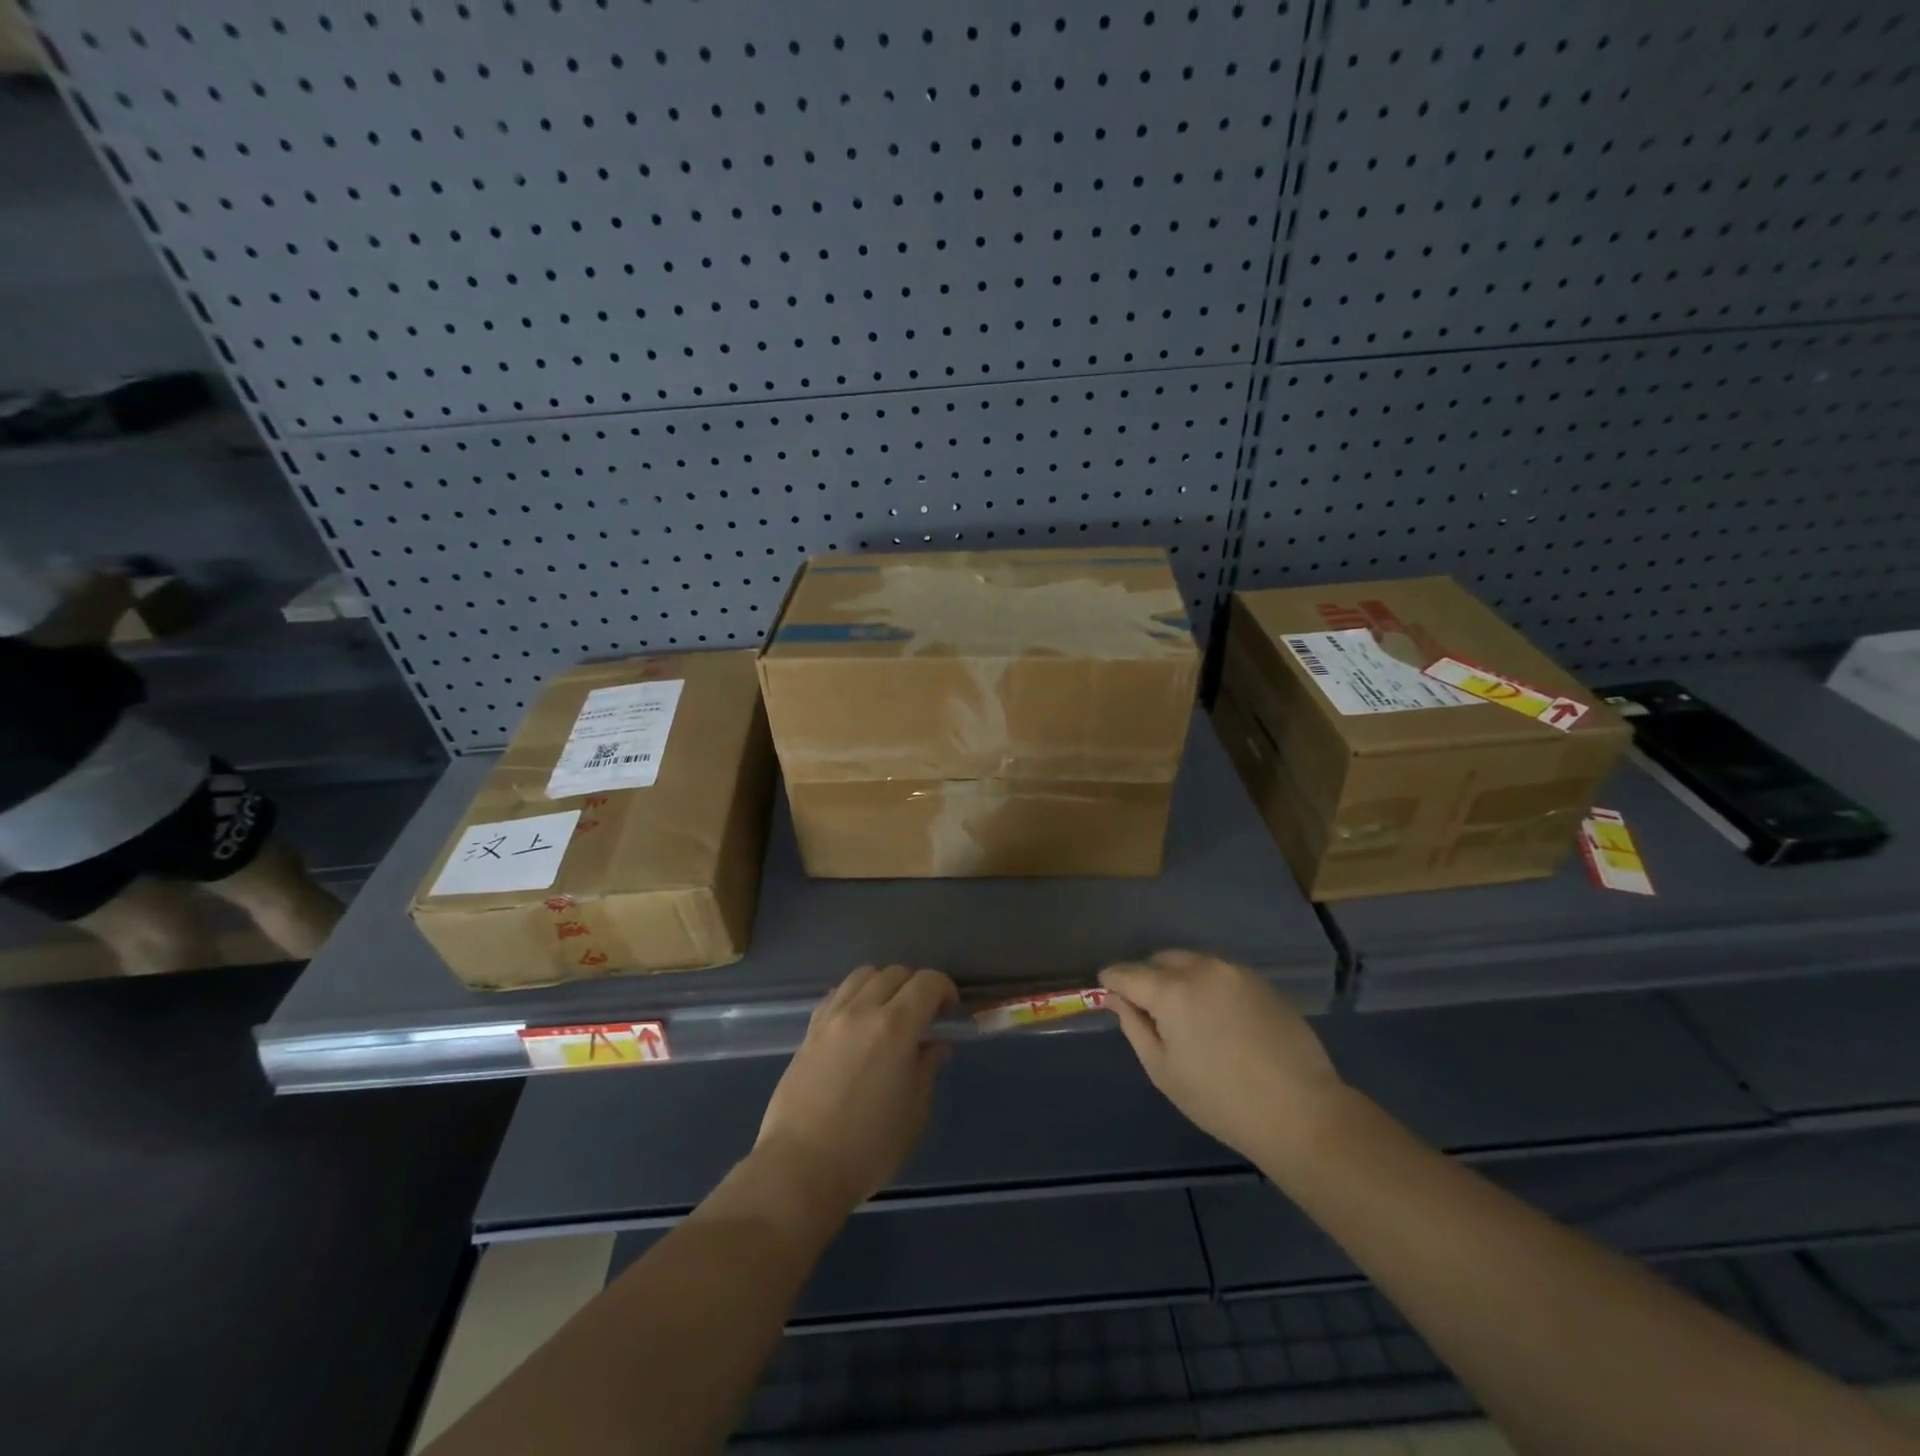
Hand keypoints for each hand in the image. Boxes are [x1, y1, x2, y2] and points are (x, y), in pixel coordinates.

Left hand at [755, 965, 958, 1215]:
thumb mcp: (914, 1111)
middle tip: (924, 1017)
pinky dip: (856, 996)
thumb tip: (935, 1042)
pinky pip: (838, 994)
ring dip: (884, 985)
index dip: (945, 990)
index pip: (928, 982)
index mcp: (895, 1027)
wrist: (800, 1168)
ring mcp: (831, 1017)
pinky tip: (858, 1023)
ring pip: (864, 975)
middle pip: (896, 972)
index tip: (950, 1013)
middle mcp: (862, 1010)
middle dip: (917, 987)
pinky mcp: (809, 1030)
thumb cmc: (868, 1148)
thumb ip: (927, 1067)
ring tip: (889, 1015)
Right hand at [1099, 949, 1345, 1163]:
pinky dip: (1207, 985)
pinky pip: (1220, 973)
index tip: (1106, 991)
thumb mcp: (1163, 1070)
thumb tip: (1117, 1000)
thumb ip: (1135, 1026)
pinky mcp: (1261, 981)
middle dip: (1146, 976)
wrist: (1301, 1111)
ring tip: (1184, 1014)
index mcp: (1171, 990)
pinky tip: (1217, 1018)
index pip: (1127, 972)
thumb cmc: (1221, 1100)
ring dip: (1178, 978)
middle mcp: (1202, 968)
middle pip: (1160, 960)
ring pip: (1192, 962)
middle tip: (1147, 1008)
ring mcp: (1235, 971)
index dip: (1111, 981)